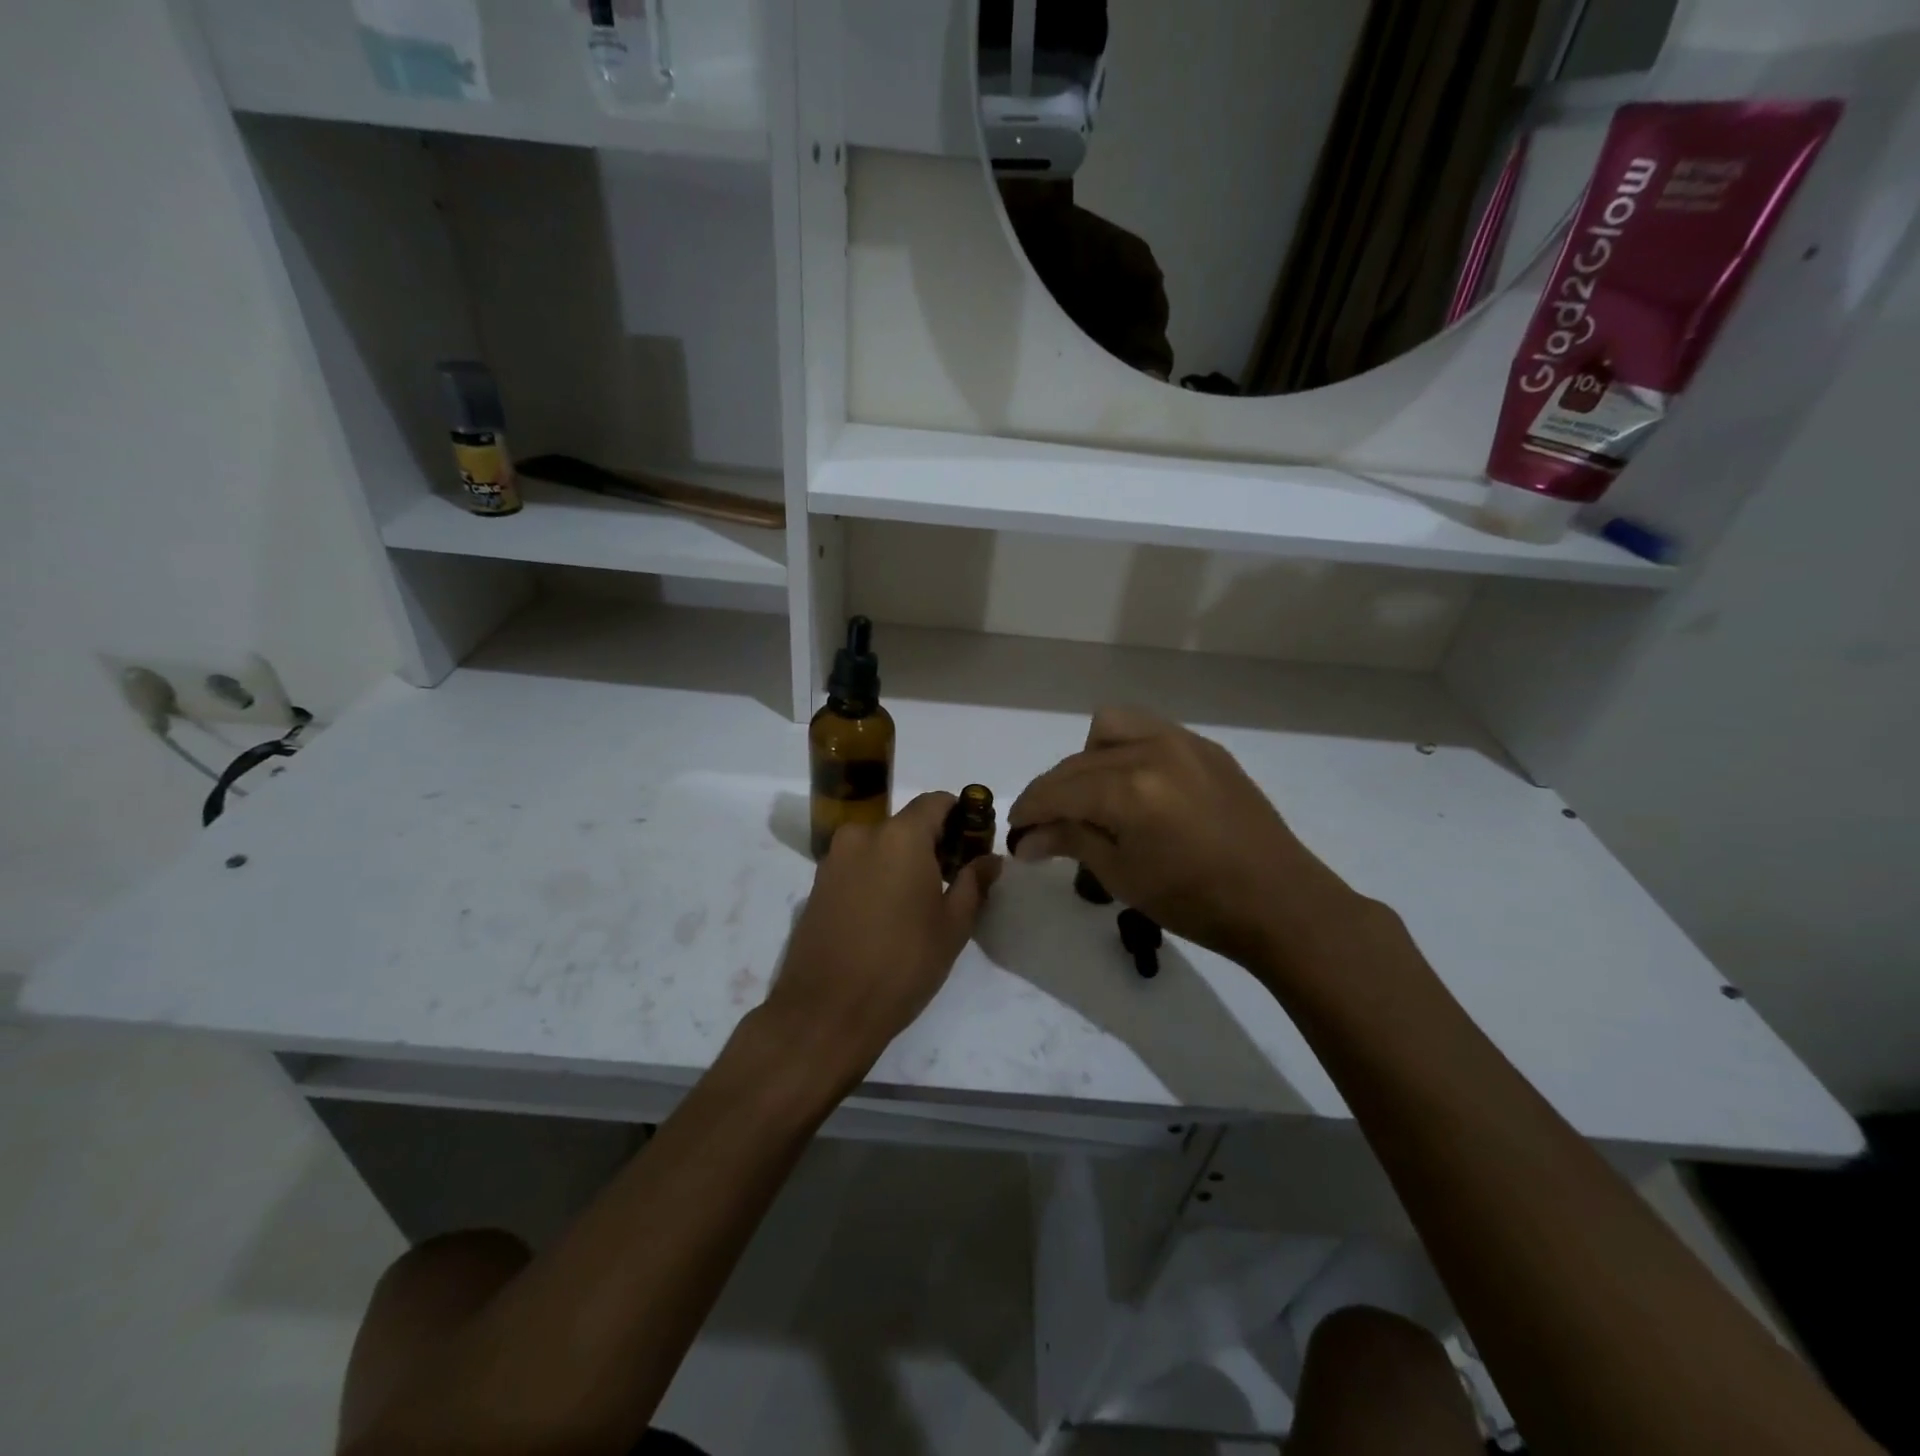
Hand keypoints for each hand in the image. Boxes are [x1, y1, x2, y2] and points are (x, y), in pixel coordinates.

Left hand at [764, 792, 1001, 1088]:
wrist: (825, 1012)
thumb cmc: (901, 965)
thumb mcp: (952, 926)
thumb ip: (974, 883)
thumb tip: (990, 859)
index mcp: (899, 836)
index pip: (936, 801)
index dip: (960, 817)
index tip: (973, 846)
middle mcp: (862, 835)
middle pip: (906, 823)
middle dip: (932, 843)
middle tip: (952, 881)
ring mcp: (833, 860)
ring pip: (880, 845)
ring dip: (902, 861)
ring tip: (919, 904)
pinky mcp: (816, 886)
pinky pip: (857, 866)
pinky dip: (877, 876)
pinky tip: (886, 916)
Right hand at [1007, 708, 1363, 976]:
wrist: (1279, 902)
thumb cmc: (1195, 902)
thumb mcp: (1123, 876)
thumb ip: (1070, 841)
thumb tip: (1025, 840)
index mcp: (1130, 788)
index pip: (1058, 789)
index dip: (1028, 809)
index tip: (1014, 831)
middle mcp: (1152, 750)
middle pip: (1078, 761)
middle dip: (1052, 791)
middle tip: (1044, 826)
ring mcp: (1183, 742)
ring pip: (1111, 728)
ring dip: (1088, 759)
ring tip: (1093, 798)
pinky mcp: (1206, 748)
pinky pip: (1149, 732)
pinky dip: (1126, 752)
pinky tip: (1134, 789)